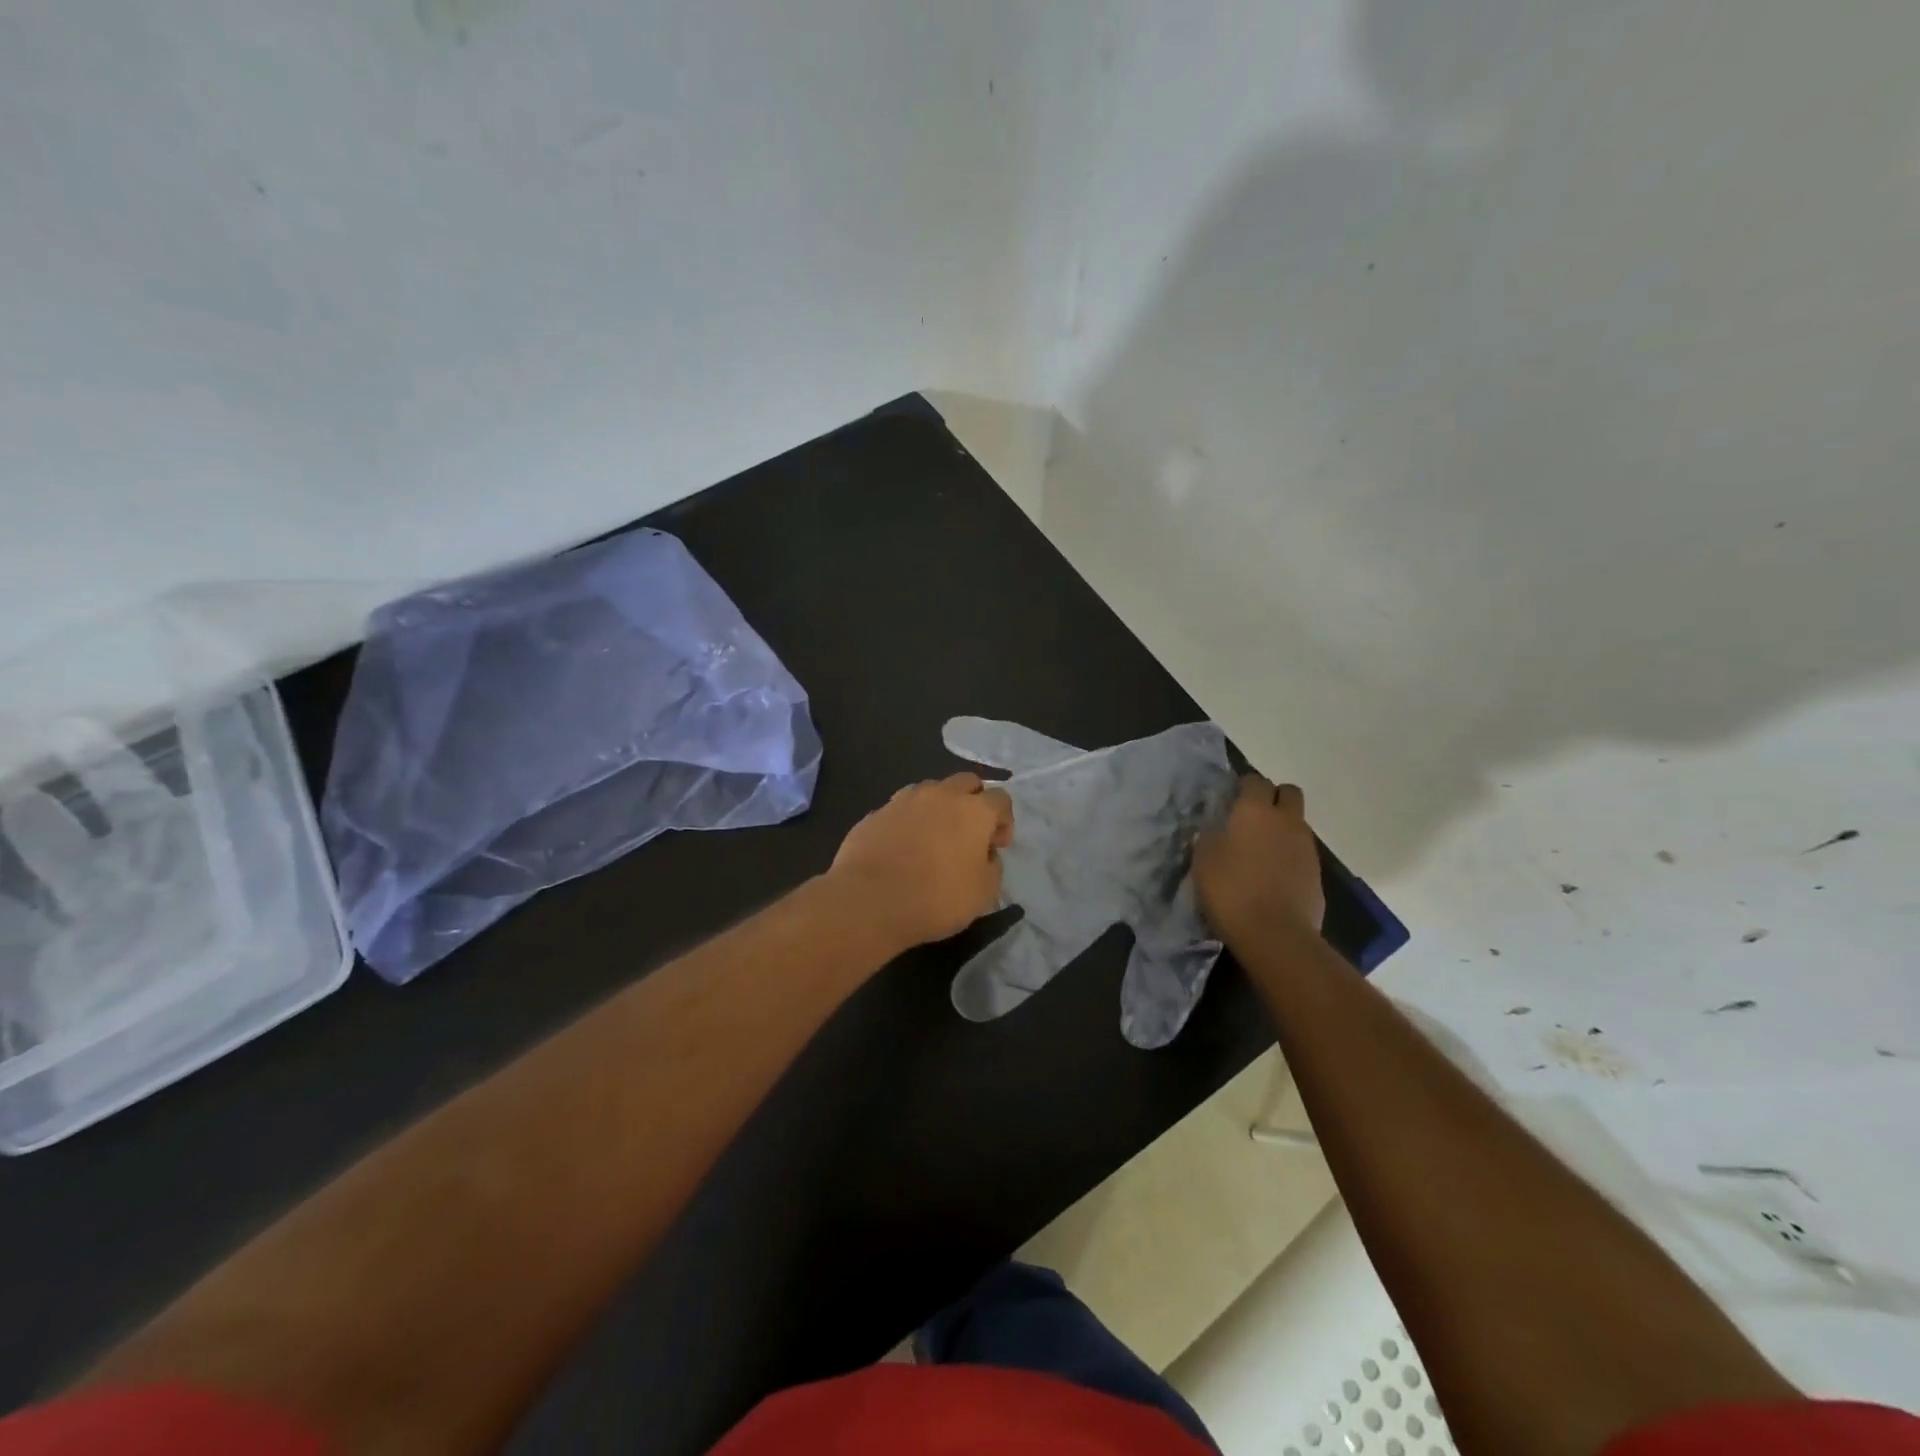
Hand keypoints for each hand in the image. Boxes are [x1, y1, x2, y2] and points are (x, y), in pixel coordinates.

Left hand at [829, 773, 1014, 949]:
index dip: (1004, 821)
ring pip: (930, 790)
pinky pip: (900, 809)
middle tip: (969, 834)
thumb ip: (992, 866)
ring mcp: (903, 800)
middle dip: (973, 801)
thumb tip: (985, 855)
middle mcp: (940, 795)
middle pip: (966, 782)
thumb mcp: (983, 893)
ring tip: (933, 837)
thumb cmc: (937, 898)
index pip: (1000, 798)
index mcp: (973, 810)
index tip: (996, 846)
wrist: (870, 902)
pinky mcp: (875, 813)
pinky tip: (903, 847)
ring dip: (939, 807)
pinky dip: (908, 821)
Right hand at [1192, 774, 1324, 941]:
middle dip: (1273, 798)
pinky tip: (1272, 876)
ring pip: (1297, 823)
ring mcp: (1306, 847)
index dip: (1243, 786)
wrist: (1275, 934)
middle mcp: (1286, 821)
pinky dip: (1289, 856)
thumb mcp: (1204, 860)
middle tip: (1251, 818)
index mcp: (1255, 811)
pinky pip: (1302, 852)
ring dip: (1281, 829)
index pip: (1255, 780)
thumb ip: (1210, 836)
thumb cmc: (1231, 890)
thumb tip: (1215, 828)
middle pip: (1288, 793)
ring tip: (1259, 852)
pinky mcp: (1316, 874)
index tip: (1230, 799)